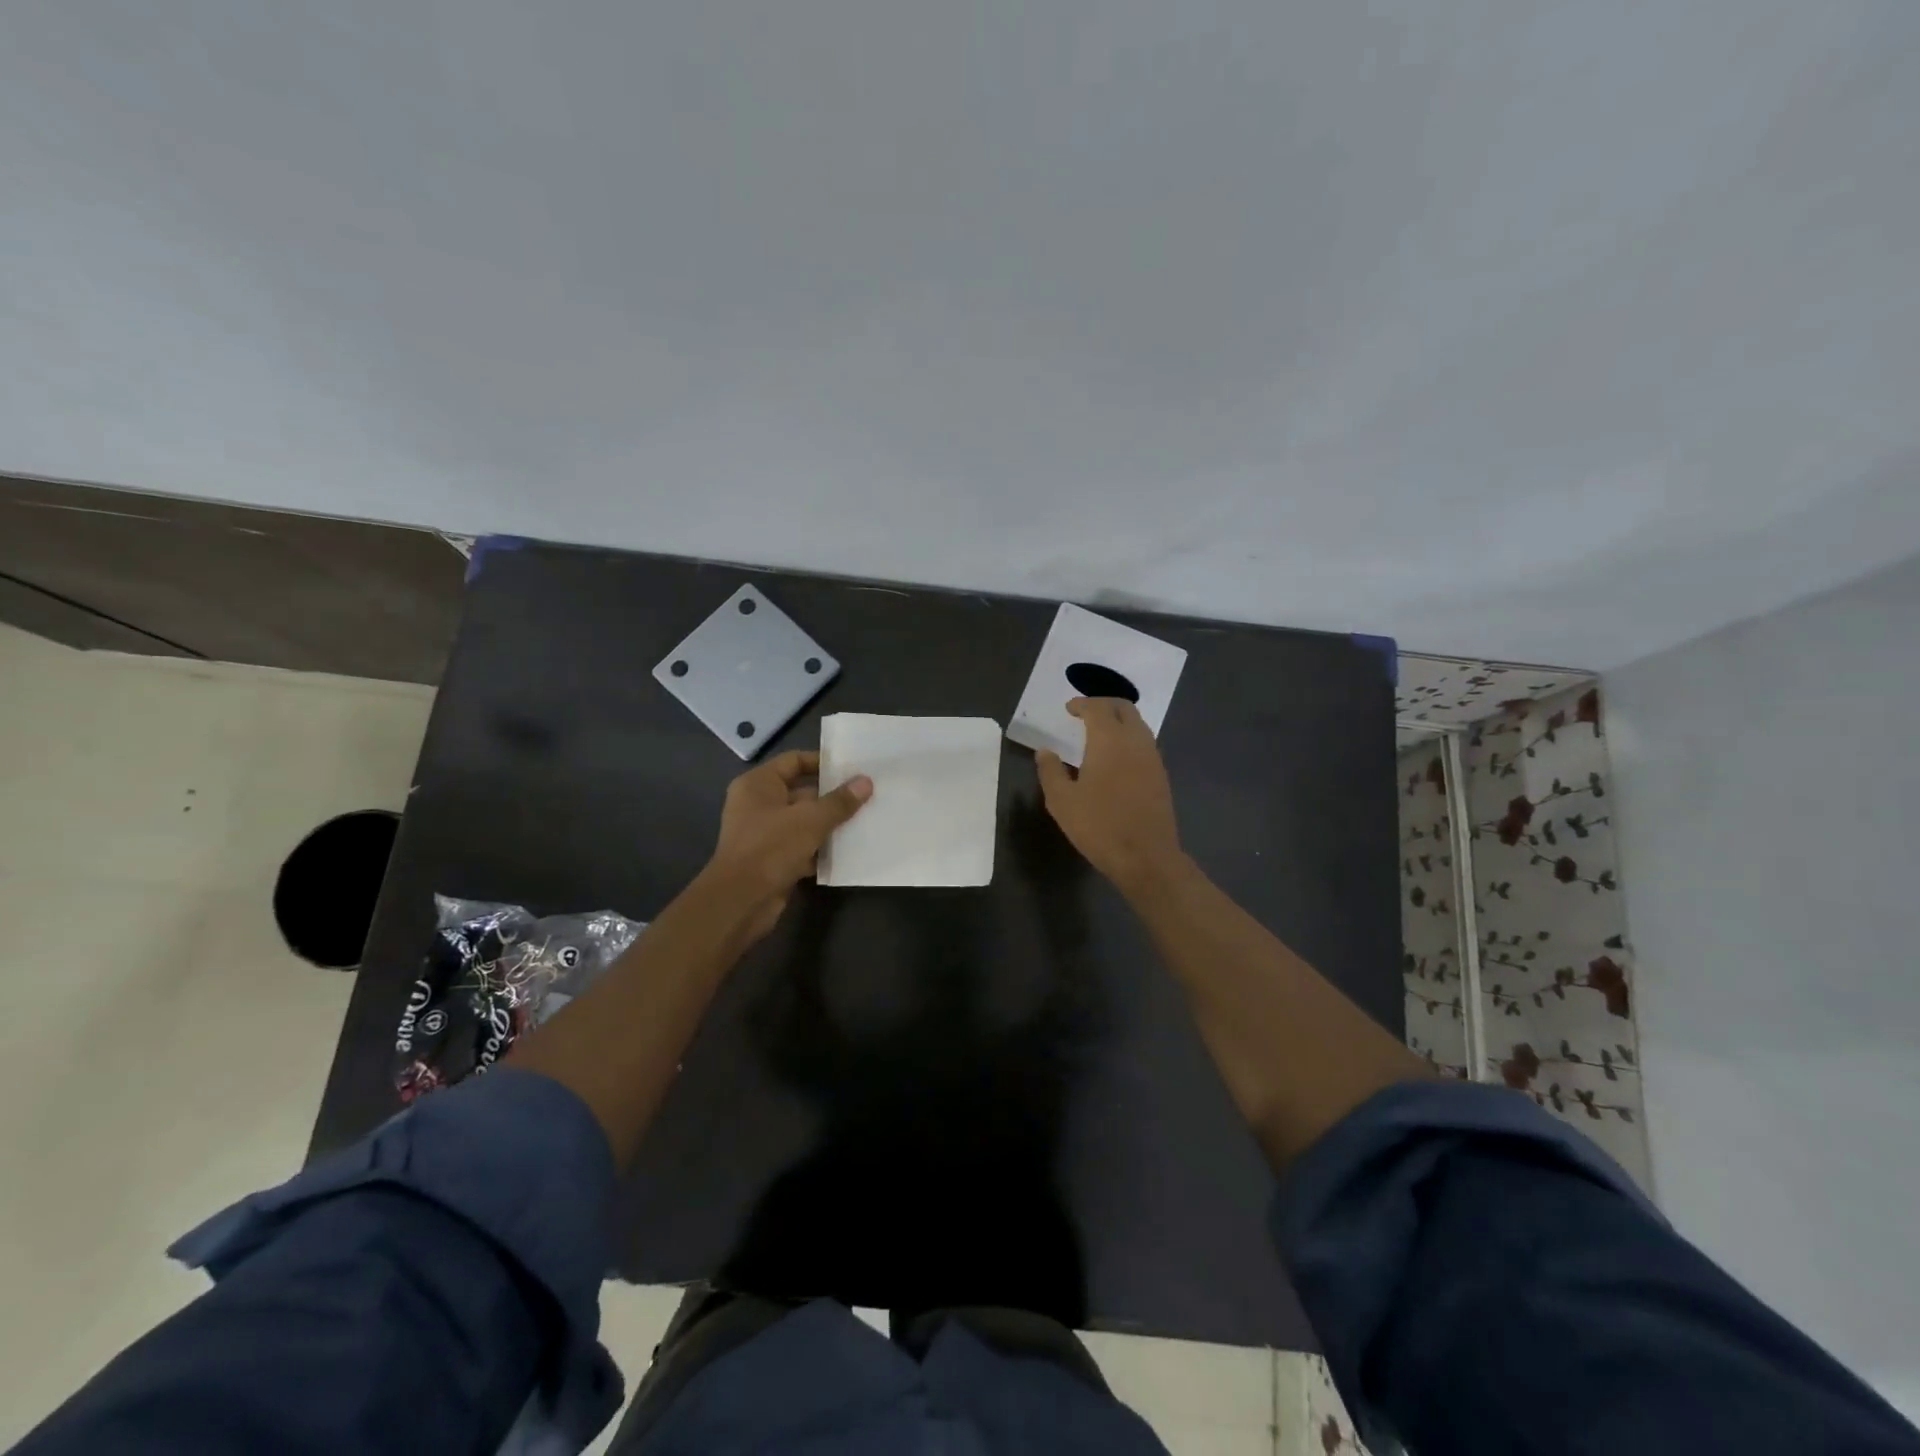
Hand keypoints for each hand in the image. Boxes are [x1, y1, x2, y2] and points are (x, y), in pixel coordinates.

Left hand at [704, 750, 871, 939]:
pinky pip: (803, 846)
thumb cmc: (771, 848)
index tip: (853, 768)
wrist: (741, 901)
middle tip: (867, 795)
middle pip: (802, 792)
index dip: (822, 762)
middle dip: (833, 796)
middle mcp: (758, 804)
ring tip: (866, 819)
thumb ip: (839, 801)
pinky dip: (822, 848)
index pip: (794, 761)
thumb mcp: (810, 820)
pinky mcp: (773, 859)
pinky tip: (850, 849)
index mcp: (758, 784)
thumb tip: (866, 781)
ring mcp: (765, 833)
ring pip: (804, 821)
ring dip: (830, 824)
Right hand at [1035, 698, 1185, 893]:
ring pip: (1138, 725)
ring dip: (1119, 721)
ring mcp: (1153, 758)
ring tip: (1099, 733)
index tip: (1069, 709)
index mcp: (1109, 740)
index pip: (1097, 708)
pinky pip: (1145, 743)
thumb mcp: (1062, 801)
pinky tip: (1116, 757)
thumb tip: (1044, 752)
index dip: (1082, 704)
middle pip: (1124, 708)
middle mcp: (1135, 741)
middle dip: (1104, 704)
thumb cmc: (1099, 826)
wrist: (1146, 857)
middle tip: (1085, 713)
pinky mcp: (1161, 775)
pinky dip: (1129, 738)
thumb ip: (1051, 771)